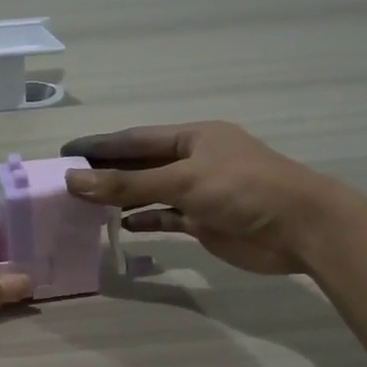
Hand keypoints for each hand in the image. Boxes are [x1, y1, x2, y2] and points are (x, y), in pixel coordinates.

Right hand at [60, 122, 336, 275]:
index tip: (66, 152)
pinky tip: (123, 226)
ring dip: (122, 198)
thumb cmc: (243, 189)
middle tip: (67, 182)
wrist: (300, 228)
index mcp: (192, 137)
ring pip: (151, 192)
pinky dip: (146, 220)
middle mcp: (194, 160)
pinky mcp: (205, 220)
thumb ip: (127, 184)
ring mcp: (200, 192)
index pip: (135, 139)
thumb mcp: (181, 181)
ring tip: (85, 205)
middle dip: (107, 172)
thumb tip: (73, 181)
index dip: (100, 145)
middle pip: (141, 164)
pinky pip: (167, 217)